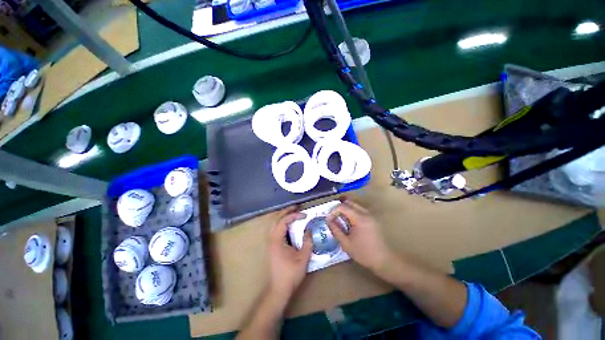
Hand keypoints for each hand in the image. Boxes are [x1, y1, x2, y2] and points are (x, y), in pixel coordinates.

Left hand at [268, 209, 313, 298]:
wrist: (279, 289)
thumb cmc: (291, 274)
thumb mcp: (303, 257)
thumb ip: (308, 241)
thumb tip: (310, 229)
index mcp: (277, 240)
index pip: (284, 221)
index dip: (294, 215)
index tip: (304, 215)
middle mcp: (272, 239)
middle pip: (276, 219)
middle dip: (286, 211)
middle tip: (297, 207)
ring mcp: (271, 242)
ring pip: (275, 223)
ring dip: (283, 216)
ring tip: (293, 212)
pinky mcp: (273, 246)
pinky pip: (276, 229)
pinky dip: (282, 223)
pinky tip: (289, 224)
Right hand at [326, 199, 393, 273]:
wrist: (384, 260)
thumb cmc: (364, 253)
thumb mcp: (346, 243)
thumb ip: (336, 230)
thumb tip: (329, 221)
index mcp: (359, 218)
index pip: (342, 207)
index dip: (333, 211)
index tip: (328, 220)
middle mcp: (365, 213)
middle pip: (349, 202)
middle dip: (339, 208)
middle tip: (333, 217)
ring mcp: (370, 215)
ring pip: (354, 205)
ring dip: (345, 209)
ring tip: (339, 219)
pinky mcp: (372, 218)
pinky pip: (359, 210)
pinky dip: (351, 212)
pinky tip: (349, 222)